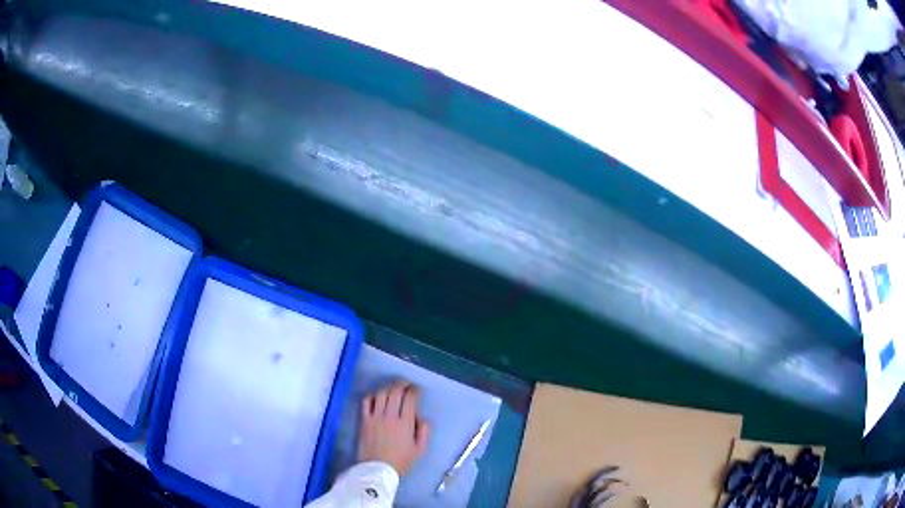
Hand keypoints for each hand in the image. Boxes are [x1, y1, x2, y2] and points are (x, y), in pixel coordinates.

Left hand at [358, 381, 429, 475]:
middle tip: (406, 384)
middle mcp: (389, 416)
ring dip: (388, 387)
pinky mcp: (364, 420)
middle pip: (395, 392)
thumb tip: (421, 418)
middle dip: (402, 384)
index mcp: (405, 423)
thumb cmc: (400, 461)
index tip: (416, 391)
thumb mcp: (420, 450)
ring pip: (381, 393)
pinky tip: (377, 396)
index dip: (414, 391)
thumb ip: (424, 431)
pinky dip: (373, 395)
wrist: (377, 470)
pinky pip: (366, 401)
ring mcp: (375, 417)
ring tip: (393, 388)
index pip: (410, 399)